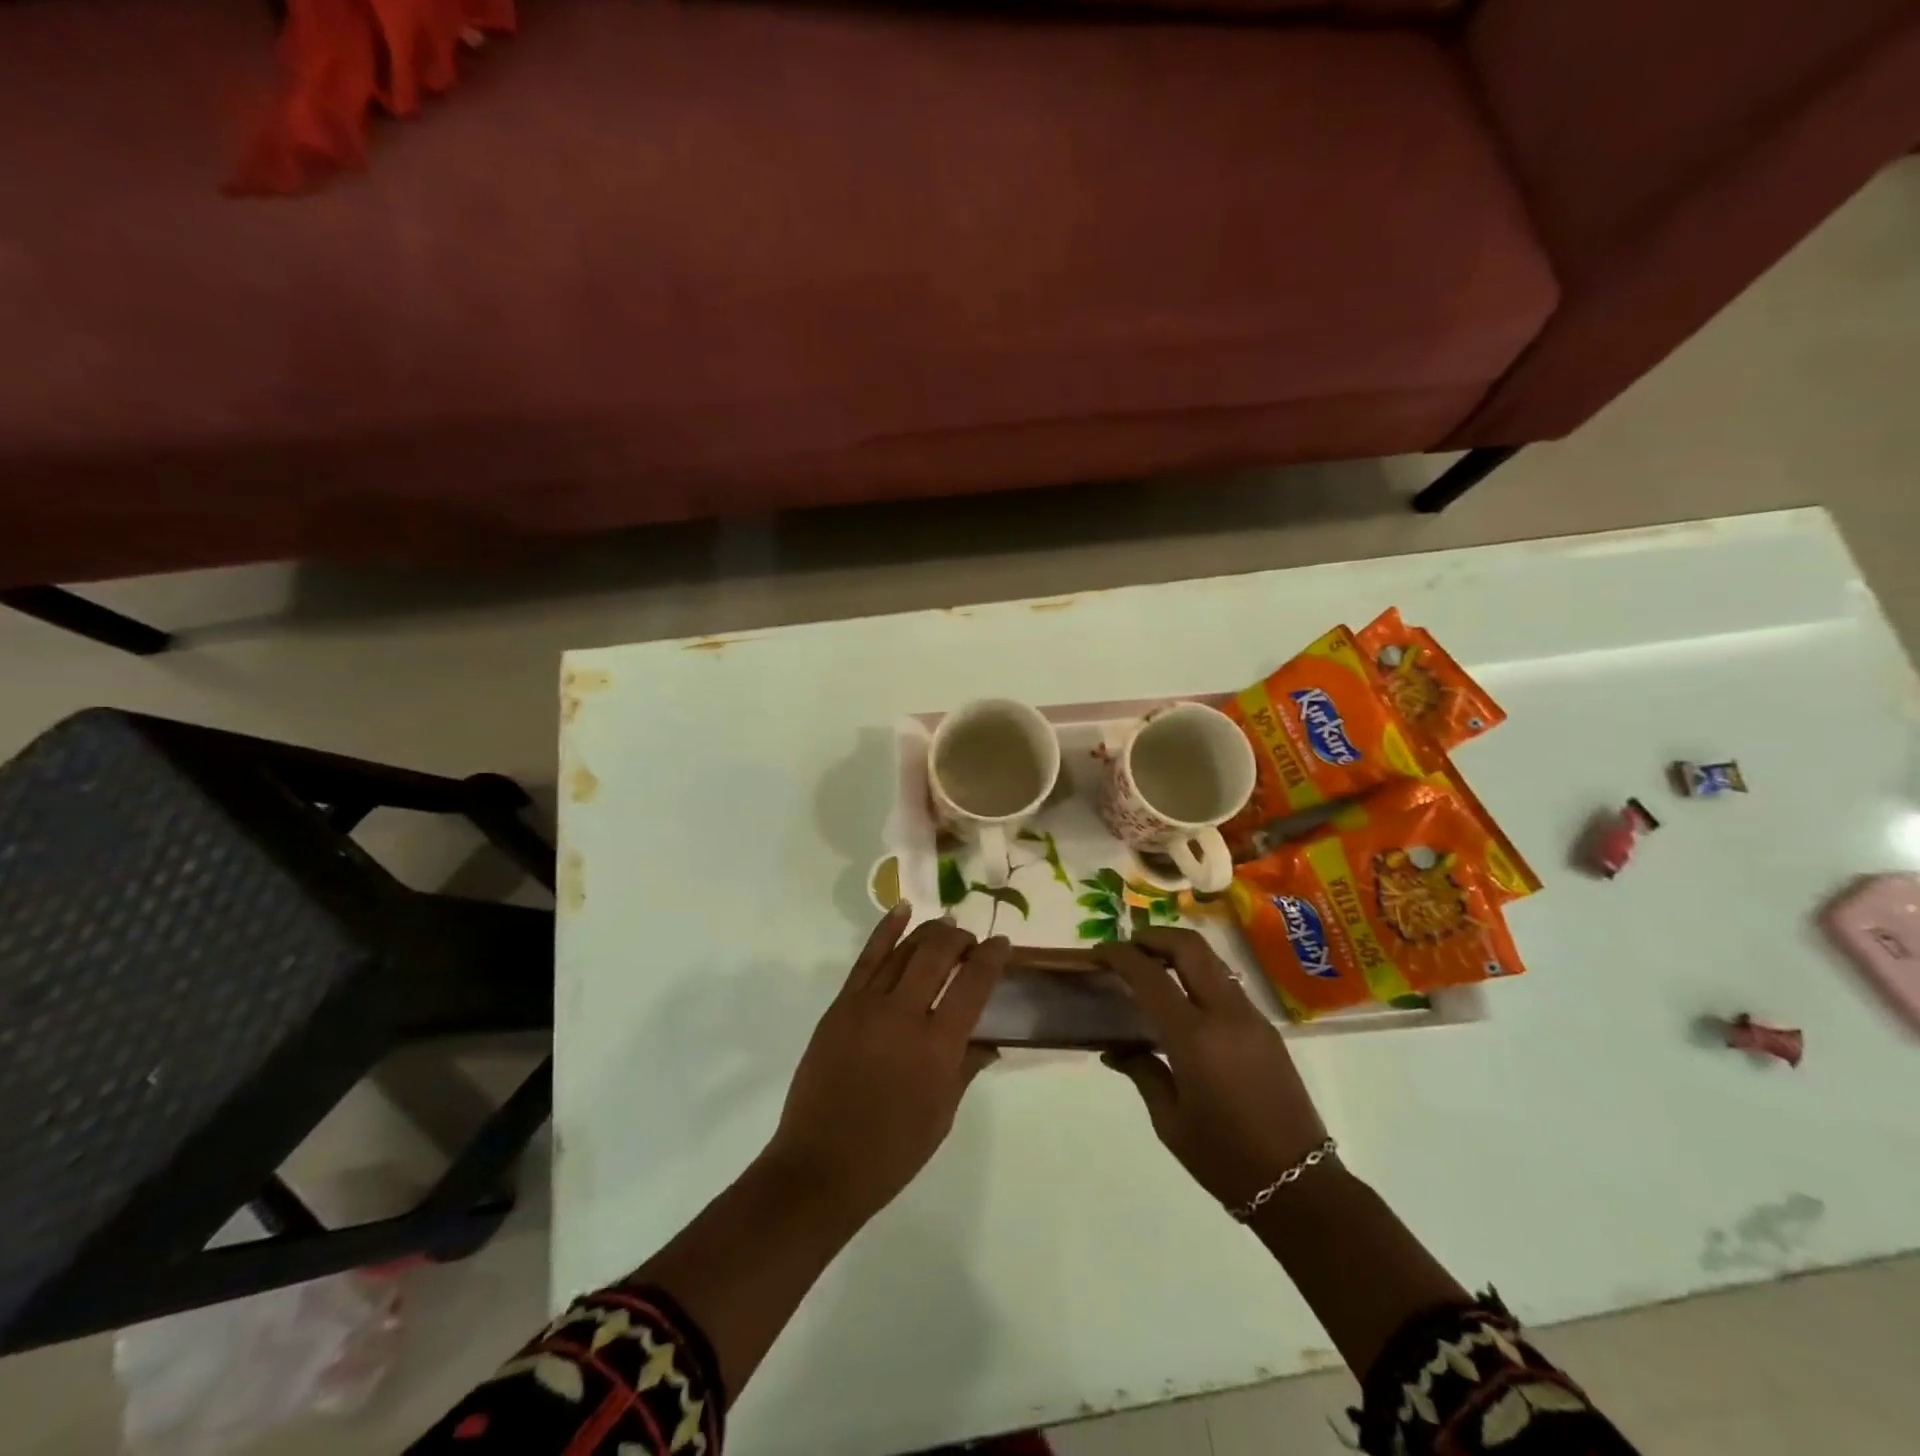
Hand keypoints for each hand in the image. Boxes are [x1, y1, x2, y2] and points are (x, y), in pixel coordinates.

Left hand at [767, 904, 1008, 1222]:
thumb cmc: (891, 1152)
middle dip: (960, 939)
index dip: (992, 958)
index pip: (973, 985)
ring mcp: (868, 1005)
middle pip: (938, 954)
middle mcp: (904, 1015)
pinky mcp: (841, 1005)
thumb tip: (989, 1041)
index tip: (1003, 945)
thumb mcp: (942, 1115)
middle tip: (970, 940)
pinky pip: (867, 958)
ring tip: (946, 924)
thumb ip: (965, 1068)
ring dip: (929, 932)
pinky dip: (886, 931)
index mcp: (937, 1047)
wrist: (821, 1166)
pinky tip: (902, 911)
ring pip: (904, 950)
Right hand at [1096, 928, 1329, 1210]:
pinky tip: (1182, 1000)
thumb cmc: (1224, 1158)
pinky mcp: (1266, 1028)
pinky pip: (1226, 984)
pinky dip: (1198, 975)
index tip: (1097, 954)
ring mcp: (1251, 1017)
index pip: (1149, 976)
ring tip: (1151, 969)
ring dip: (1178, 952)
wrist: (1301, 1186)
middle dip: (1154, 937)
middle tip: (1127, 948)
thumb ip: (1142, 1072)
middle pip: (1189, 947)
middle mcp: (1225, 1015)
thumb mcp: (1170, 1121)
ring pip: (1211, 960)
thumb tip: (1114, 1050)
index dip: (1119, 956)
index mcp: (1195, 1038)